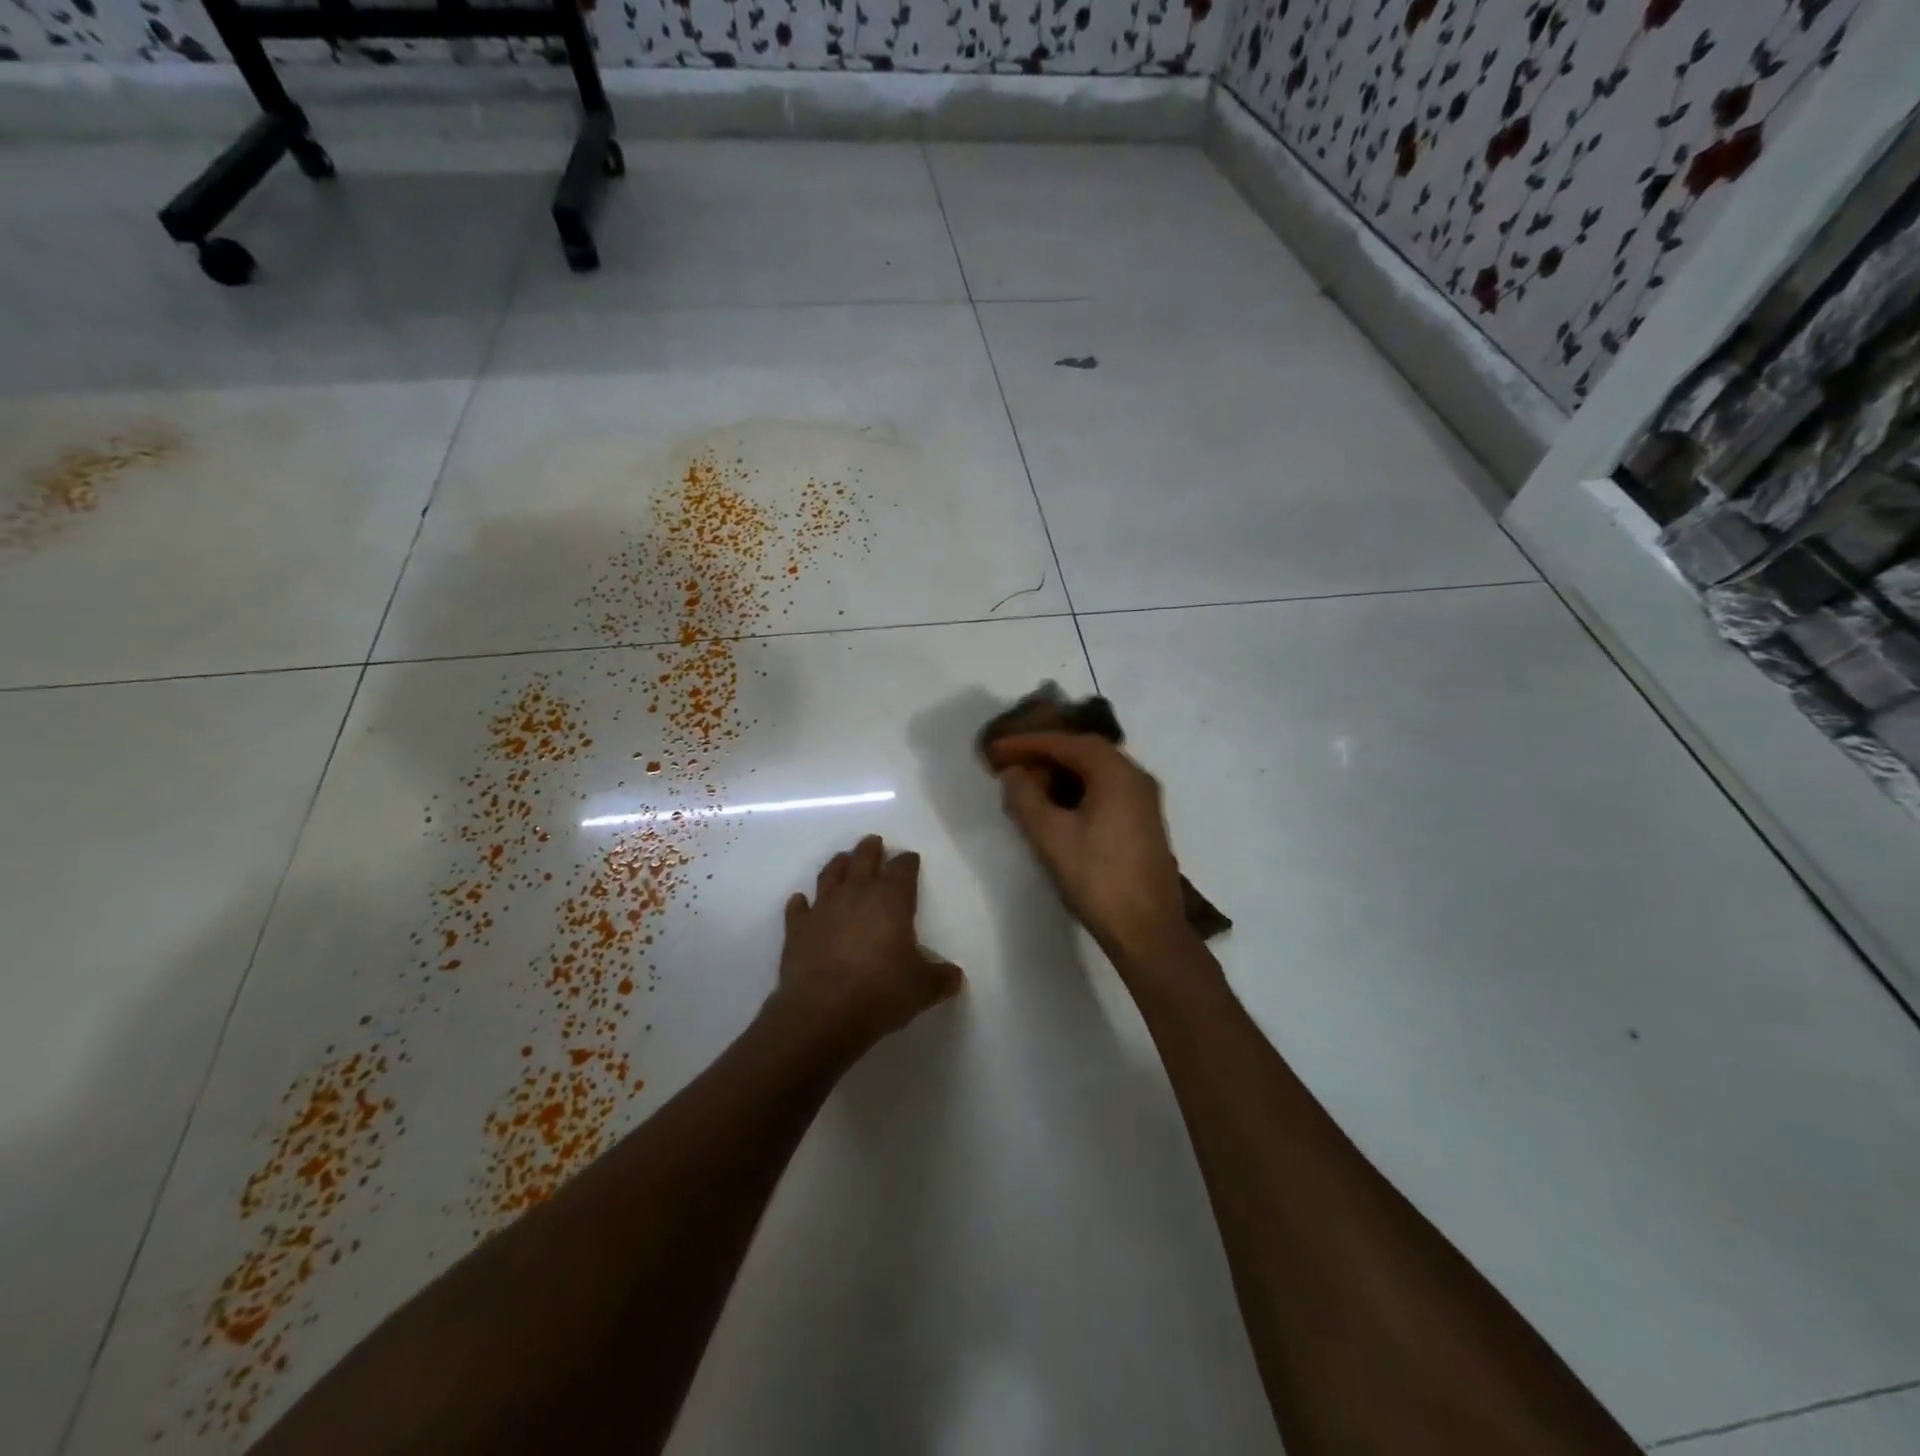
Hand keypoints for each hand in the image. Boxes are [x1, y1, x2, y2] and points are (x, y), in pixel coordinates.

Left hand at [773, 834, 963, 1050]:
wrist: (824, 1011)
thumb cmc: (882, 992)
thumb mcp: (923, 988)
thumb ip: (940, 978)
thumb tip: (955, 976)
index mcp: (891, 901)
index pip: (902, 870)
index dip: (907, 861)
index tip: (910, 858)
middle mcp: (856, 895)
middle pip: (863, 860)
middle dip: (870, 849)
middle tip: (873, 841)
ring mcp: (823, 909)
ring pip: (830, 875)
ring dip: (838, 864)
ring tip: (842, 858)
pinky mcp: (797, 929)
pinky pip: (797, 908)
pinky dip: (800, 903)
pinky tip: (800, 901)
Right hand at [986, 732, 1194, 969]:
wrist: (1148, 931)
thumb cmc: (1097, 879)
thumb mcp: (1051, 837)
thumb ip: (1026, 798)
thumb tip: (1014, 774)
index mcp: (1118, 774)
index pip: (1067, 743)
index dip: (1029, 742)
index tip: (997, 748)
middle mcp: (1136, 778)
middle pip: (1085, 751)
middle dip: (1045, 754)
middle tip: (1010, 762)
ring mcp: (1144, 801)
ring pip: (1096, 772)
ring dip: (1061, 773)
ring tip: (1027, 783)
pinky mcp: (1143, 823)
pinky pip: (1106, 790)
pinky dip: (1077, 789)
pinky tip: (1055, 806)